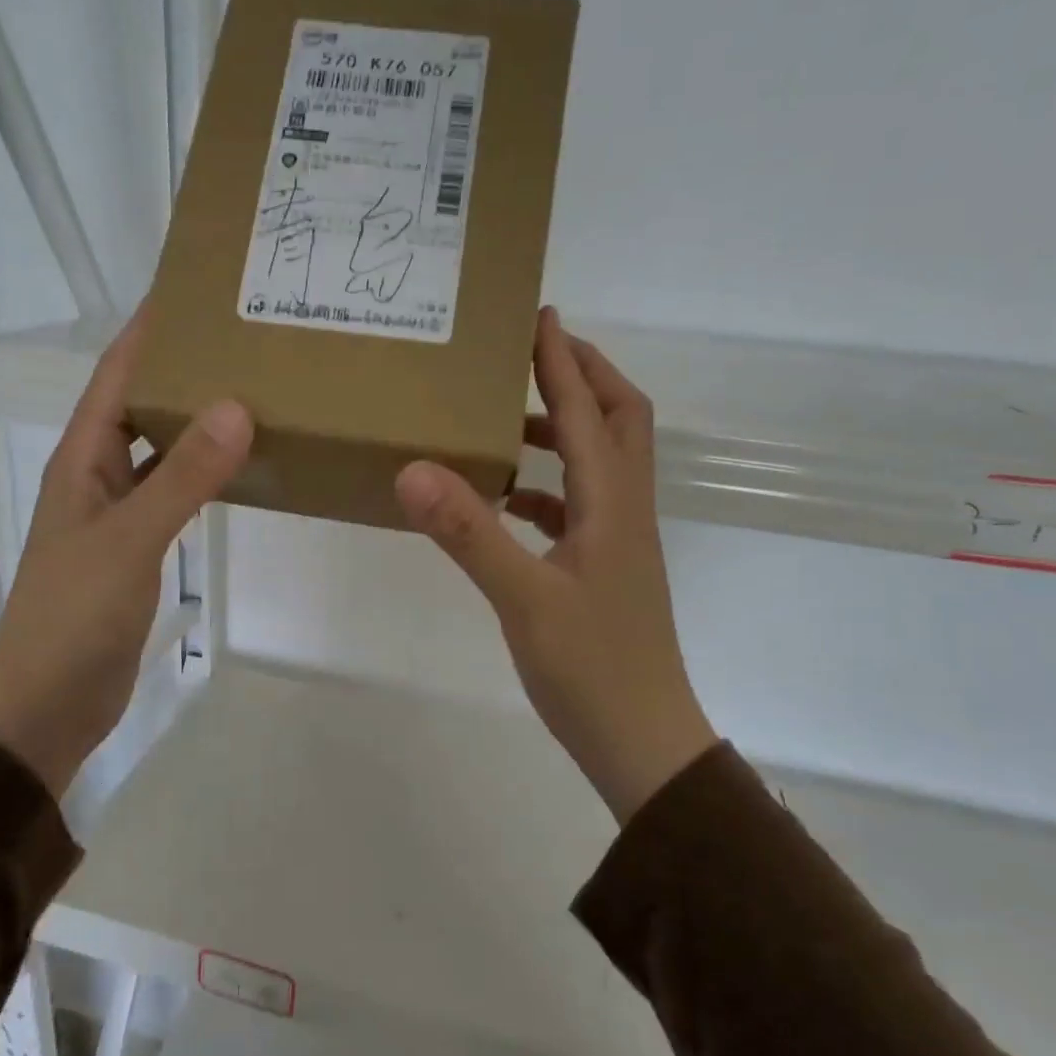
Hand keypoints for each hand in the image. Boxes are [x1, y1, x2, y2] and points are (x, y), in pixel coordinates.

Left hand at [0, 308, 252, 795]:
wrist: (48, 702)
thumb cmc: (74, 616)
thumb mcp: (129, 540)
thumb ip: (182, 477)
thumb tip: (236, 408)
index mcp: (82, 459)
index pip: (116, 375)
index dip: (149, 331)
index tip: (193, 291)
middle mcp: (97, 475)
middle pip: (141, 405)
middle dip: (184, 369)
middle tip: (244, 339)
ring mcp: (118, 513)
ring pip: (162, 450)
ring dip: (197, 422)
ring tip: (253, 391)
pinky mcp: (138, 547)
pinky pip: (175, 493)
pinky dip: (204, 474)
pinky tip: (239, 466)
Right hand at [395, 307, 715, 822]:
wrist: (641, 741)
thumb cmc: (590, 670)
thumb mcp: (523, 600)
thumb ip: (469, 533)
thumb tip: (414, 469)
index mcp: (612, 505)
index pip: (590, 411)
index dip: (563, 360)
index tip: (539, 314)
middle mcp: (624, 511)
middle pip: (620, 422)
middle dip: (583, 378)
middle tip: (534, 354)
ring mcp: (618, 542)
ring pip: (601, 463)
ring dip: (566, 429)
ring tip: (510, 418)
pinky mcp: (605, 570)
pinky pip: (580, 506)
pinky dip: (549, 486)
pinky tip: (510, 499)